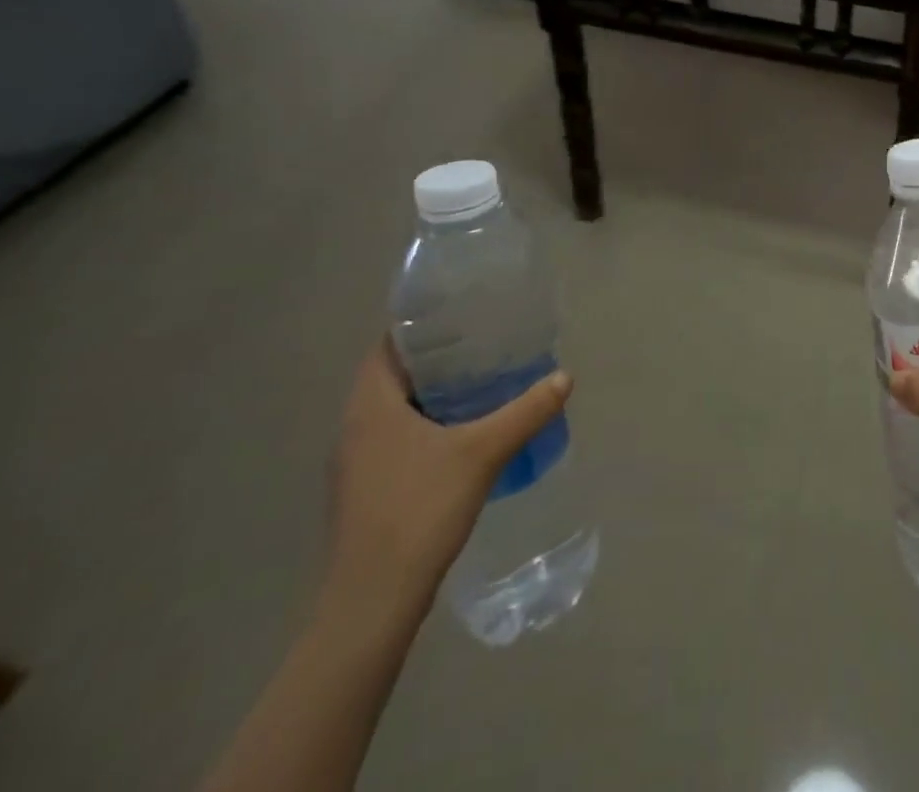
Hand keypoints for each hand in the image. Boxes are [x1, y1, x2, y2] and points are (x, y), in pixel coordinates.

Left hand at [326, 339, 572, 608]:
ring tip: (480, 384)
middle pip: (393, 376)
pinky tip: (461, 437)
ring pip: (394, 412)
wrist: (372, 603)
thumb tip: (565, 377)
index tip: (462, 316)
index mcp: (370, 407)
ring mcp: (355, 465)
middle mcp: (353, 429)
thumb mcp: (483, 453)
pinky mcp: (364, 493)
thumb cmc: (418, 511)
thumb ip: (526, 411)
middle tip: (483, 346)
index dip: (421, 326)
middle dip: (436, 359)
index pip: (387, 346)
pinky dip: (425, 427)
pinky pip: (395, 441)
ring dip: (431, 395)